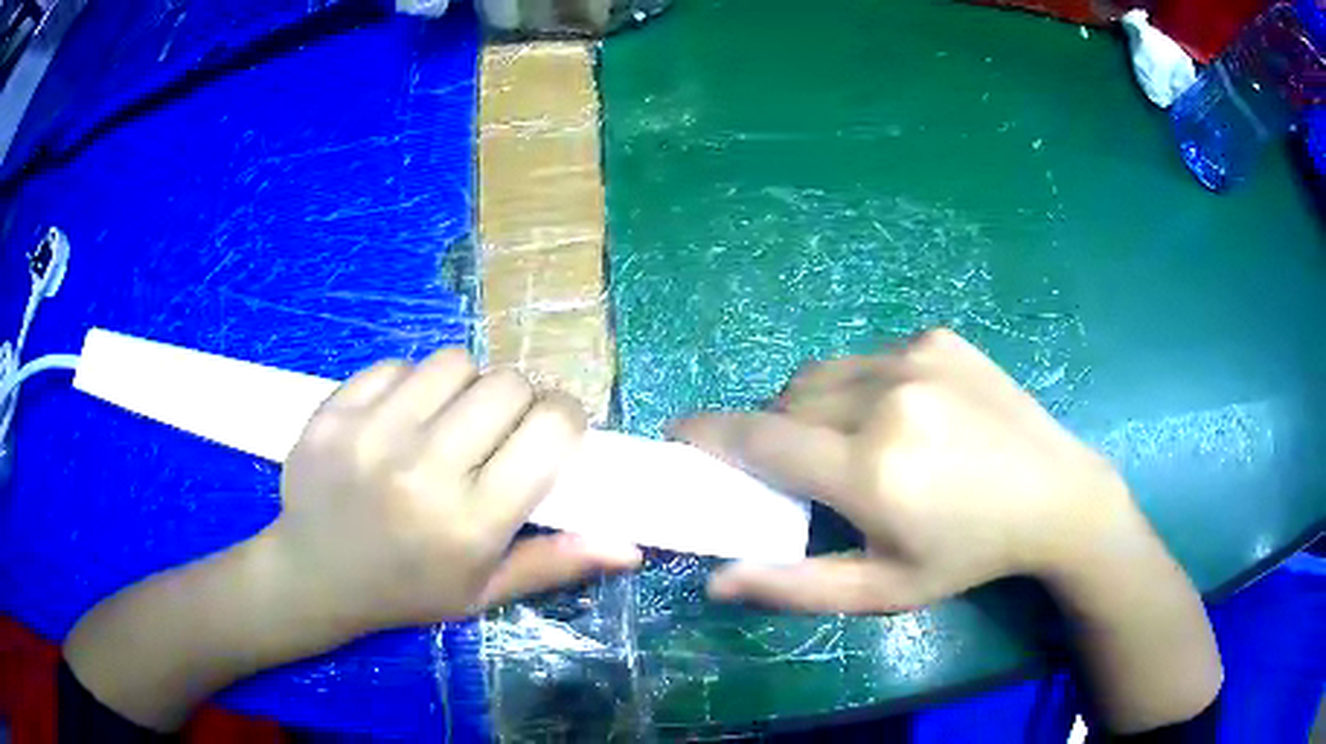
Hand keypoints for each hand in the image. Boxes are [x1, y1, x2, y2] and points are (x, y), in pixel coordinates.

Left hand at [274, 348, 641, 634]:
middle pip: (506, 385)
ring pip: (453, 363)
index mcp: (470, 523)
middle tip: (500, 427)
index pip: (549, 431)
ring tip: (449, 418)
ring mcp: (371, 434)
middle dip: (519, 400)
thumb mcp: (484, 594)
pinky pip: (397, 365)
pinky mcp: (334, 411)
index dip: (565, 417)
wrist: (314, 576)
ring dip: (465, 385)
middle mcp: (423, 470)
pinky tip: (400, 418)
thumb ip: (555, 563)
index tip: (555, 428)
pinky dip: (411, 384)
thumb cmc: (406, 592)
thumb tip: (631, 547)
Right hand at [671, 328, 1139, 611]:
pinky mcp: (937, 338)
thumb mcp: (884, 590)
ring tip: (850, 441)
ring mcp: (915, 357)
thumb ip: (796, 586)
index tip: (678, 434)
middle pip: (786, 402)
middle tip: (797, 468)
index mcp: (871, 468)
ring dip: (813, 406)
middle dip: (773, 433)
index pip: (759, 440)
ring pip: (822, 374)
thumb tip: (717, 580)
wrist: (1055, 495)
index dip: (708, 435)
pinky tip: (903, 415)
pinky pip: (867, 357)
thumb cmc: (968, 555)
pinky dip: (860, 386)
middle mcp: (887, 399)